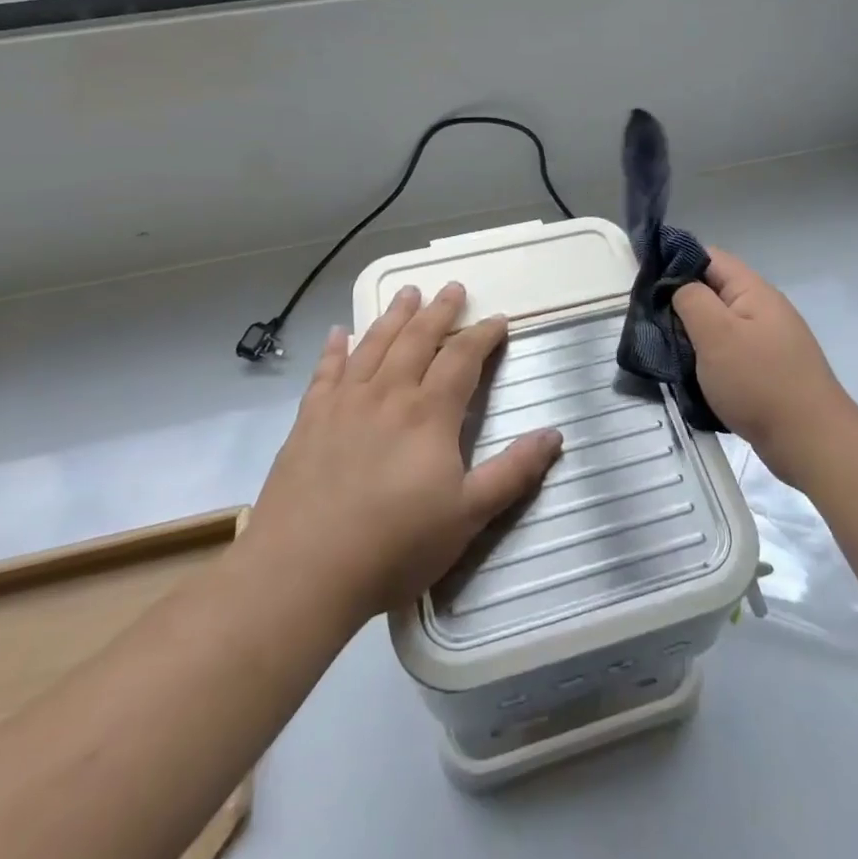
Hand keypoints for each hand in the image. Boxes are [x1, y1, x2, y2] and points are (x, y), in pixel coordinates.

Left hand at [255, 283, 563, 618]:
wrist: (303, 571)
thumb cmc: (394, 545)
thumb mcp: (468, 516)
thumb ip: (513, 471)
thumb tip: (554, 434)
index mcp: (429, 413)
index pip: (462, 358)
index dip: (483, 335)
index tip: (498, 320)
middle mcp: (388, 394)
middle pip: (418, 339)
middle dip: (439, 311)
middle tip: (453, 287)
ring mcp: (344, 403)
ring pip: (374, 345)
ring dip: (394, 316)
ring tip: (408, 292)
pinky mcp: (309, 420)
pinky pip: (325, 372)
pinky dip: (335, 349)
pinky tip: (339, 332)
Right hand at [672, 248, 857, 487]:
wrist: (811, 442)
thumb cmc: (759, 382)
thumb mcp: (716, 334)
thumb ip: (691, 300)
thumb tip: (678, 286)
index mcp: (753, 291)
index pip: (709, 257)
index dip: (676, 262)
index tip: (644, 284)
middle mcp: (763, 309)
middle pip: (713, 291)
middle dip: (680, 304)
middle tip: (649, 323)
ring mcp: (768, 341)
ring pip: (719, 325)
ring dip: (692, 336)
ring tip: (665, 351)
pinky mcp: (767, 370)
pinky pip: (729, 353)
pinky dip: (708, 360)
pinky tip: (692, 376)